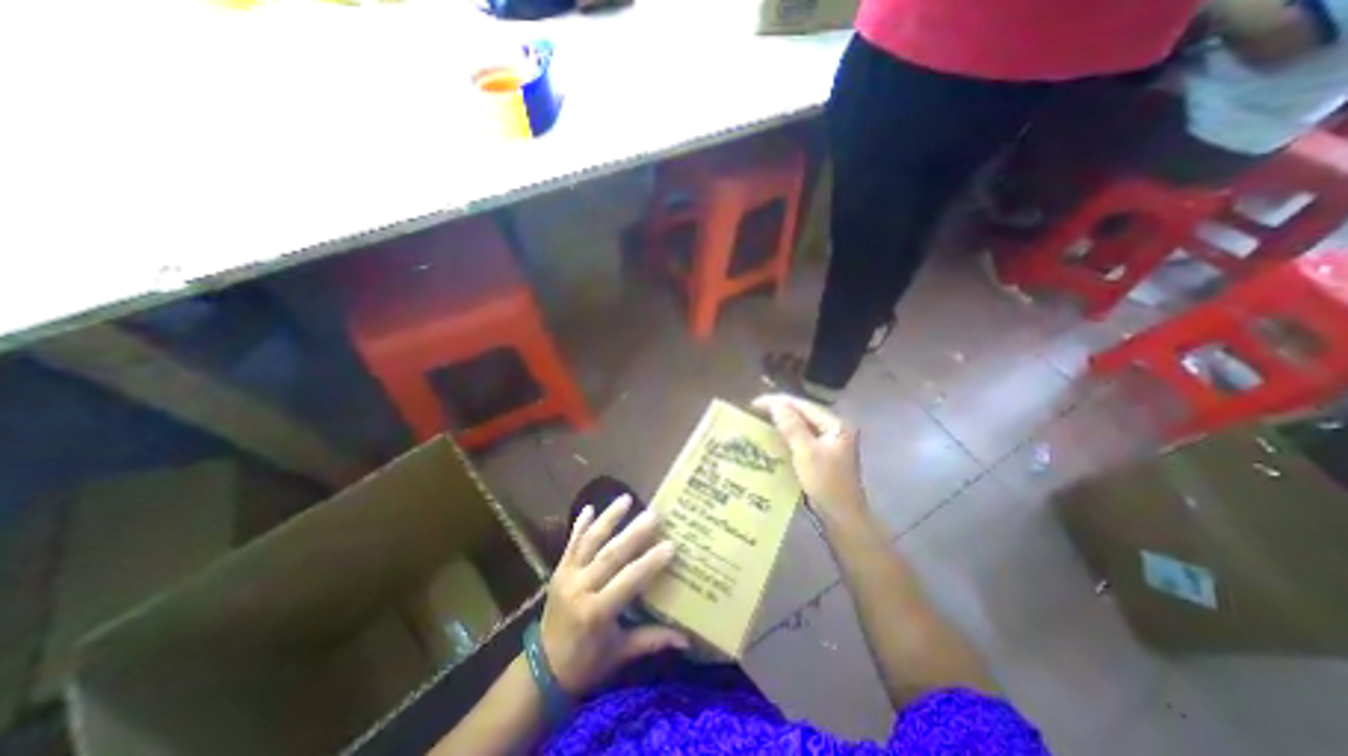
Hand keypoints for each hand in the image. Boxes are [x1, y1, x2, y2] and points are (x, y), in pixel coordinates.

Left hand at [542, 496, 689, 695]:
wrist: (540, 670)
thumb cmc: (586, 664)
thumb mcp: (620, 654)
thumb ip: (652, 640)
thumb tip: (686, 639)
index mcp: (596, 612)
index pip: (628, 581)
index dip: (649, 563)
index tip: (670, 544)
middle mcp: (580, 589)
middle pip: (610, 555)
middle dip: (634, 533)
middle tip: (654, 514)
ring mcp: (566, 576)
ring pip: (590, 541)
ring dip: (609, 518)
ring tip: (626, 498)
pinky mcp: (558, 570)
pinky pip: (571, 543)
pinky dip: (580, 525)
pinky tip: (589, 507)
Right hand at [755, 397, 868, 518]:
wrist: (842, 518)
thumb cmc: (826, 483)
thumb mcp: (806, 452)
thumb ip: (791, 425)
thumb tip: (775, 402)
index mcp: (835, 424)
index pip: (803, 405)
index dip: (778, 402)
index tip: (754, 403)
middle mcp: (835, 429)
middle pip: (803, 413)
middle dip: (779, 410)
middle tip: (754, 411)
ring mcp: (830, 442)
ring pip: (801, 425)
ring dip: (782, 422)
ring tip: (760, 420)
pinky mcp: (823, 454)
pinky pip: (802, 438)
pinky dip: (787, 435)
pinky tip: (773, 437)